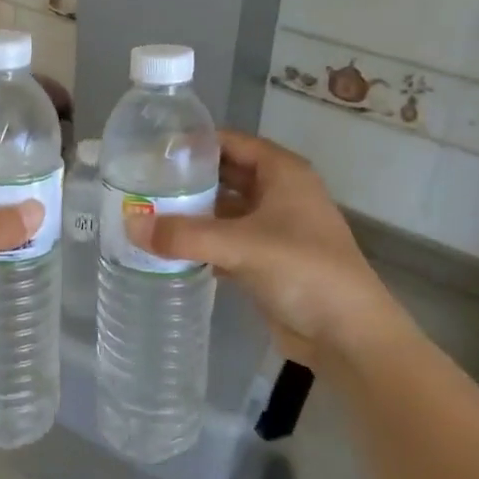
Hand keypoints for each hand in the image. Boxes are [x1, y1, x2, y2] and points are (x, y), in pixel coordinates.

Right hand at [125, 131, 411, 365]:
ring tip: (146, 213)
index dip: (193, 143)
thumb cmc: (304, 270)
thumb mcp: (241, 246)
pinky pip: (226, 241)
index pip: (230, 142)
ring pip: (224, 210)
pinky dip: (201, 243)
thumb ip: (184, 235)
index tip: (151, 150)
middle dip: (187, 180)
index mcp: (282, 172)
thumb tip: (130, 225)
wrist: (349, 336)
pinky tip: (168, 249)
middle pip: (225, 175)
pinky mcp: (267, 260)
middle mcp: (279, 193)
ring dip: (192, 213)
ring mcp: (274, 228)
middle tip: (141, 183)